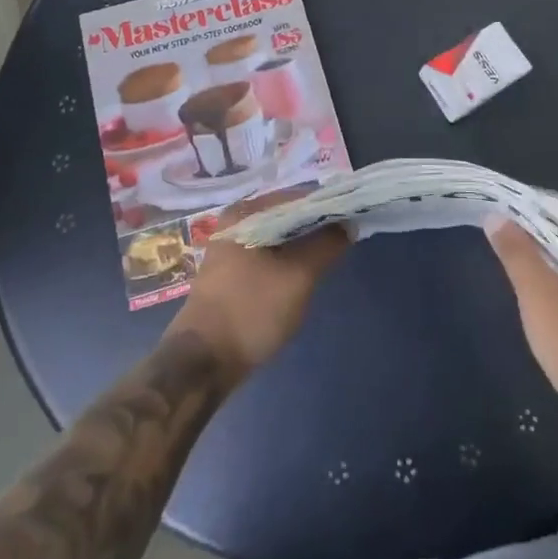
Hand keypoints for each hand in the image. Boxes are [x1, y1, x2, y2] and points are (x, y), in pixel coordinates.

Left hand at [169, 205, 347, 380]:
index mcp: (244, 212)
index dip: (327, 206)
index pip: (297, 197)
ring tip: (330, 256)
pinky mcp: (232, 272)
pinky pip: (268, 254)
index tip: (353, 218)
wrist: (204, 361)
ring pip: (278, 237)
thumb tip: (347, 225)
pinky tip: (304, 274)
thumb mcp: (298, 276)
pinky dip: (288, 259)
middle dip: (316, 226)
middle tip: (346, 240)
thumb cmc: (251, 310)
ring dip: (303, 245)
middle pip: (286, 215)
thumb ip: (326, 245)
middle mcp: (234, 222)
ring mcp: (230, 248)